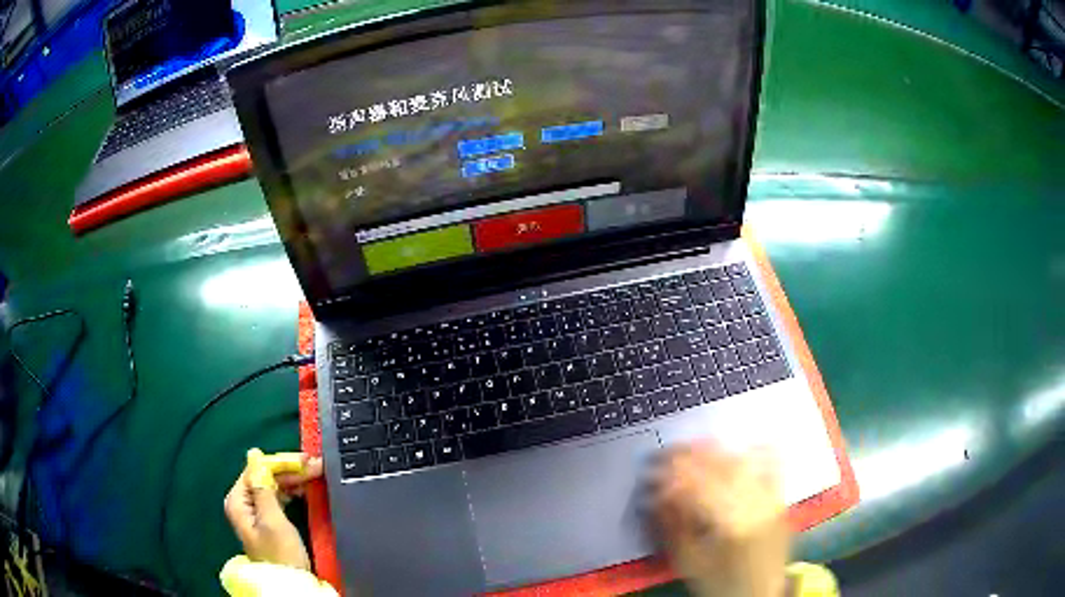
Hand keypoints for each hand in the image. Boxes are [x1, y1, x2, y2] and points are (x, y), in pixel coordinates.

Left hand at [224, 449, 323, 569]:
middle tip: (316, 466)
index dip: (280, 463)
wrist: (290, 583)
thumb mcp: (273, 519)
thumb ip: (262, 487)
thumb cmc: (281, 552)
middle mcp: (243, 503)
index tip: (305, 460)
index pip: (256, 470)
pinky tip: (305, 489)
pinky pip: (277, 497)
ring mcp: (254, 512)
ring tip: (316, 474)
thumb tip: (254, 454)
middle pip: (264, 477)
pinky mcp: (266, 521)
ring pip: (273, 486)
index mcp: (238, 500)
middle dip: (289, 471)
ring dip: (293, 480)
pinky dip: (291, 492)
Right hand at [653, 441, 789, 596]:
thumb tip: (656, 495)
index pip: (695, 486)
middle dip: (688, 455)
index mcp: (728, 523)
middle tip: (665, 453)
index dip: (670, 474)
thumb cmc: (719, 582)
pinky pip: (772, 465)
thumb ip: (672, 526)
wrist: (758, 593)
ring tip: (694, 447)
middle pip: (719, 467)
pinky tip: (743, 445)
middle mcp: (753, 504)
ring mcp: (770, 498)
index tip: (650, 470)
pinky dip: (756, 452)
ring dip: (714, 451)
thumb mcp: (687, 562)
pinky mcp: (780, 498)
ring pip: (740, 462)